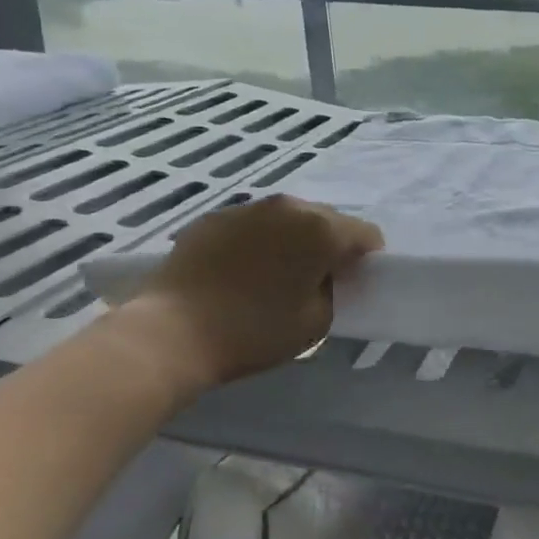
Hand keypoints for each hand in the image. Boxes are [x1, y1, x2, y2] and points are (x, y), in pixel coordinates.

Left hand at [113, 195, 382, 395]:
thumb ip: (335, 290)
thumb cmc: (254, 332)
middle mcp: (289, 206)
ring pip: (287, 219)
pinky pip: (252, 225)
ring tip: (275, 274)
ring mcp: (248, 207)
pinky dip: (257, 241)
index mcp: (321, 229)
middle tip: (316, 280)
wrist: (172, 332)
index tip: (352, 283)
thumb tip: (328, 276)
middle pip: (327, 220)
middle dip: (329, 245)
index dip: (366, 259)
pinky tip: (240, 272)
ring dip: (292, 239)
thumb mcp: (316, 321)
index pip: (366, 234)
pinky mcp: (214, 217)